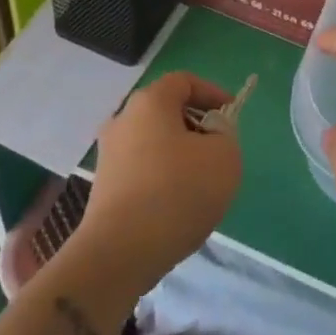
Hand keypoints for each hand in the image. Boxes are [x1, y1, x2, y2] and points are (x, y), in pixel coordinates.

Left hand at [78, 72, 242, 294]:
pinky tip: (176, 206)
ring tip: (201, 184)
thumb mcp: (224, 158)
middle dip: (197, 126)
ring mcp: (108, 154)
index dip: (212, 93)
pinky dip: (162, 177)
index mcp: (150, 102)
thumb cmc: (176, 193)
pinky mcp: (104, 186)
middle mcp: (123, 119)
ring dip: (180, 154)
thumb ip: (225, 136)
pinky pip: (142, 169)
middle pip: (167, 111)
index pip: (184, 81)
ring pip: (154, 142)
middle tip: (219, 151)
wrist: (119, 253)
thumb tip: (211, 138)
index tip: (231, 116)